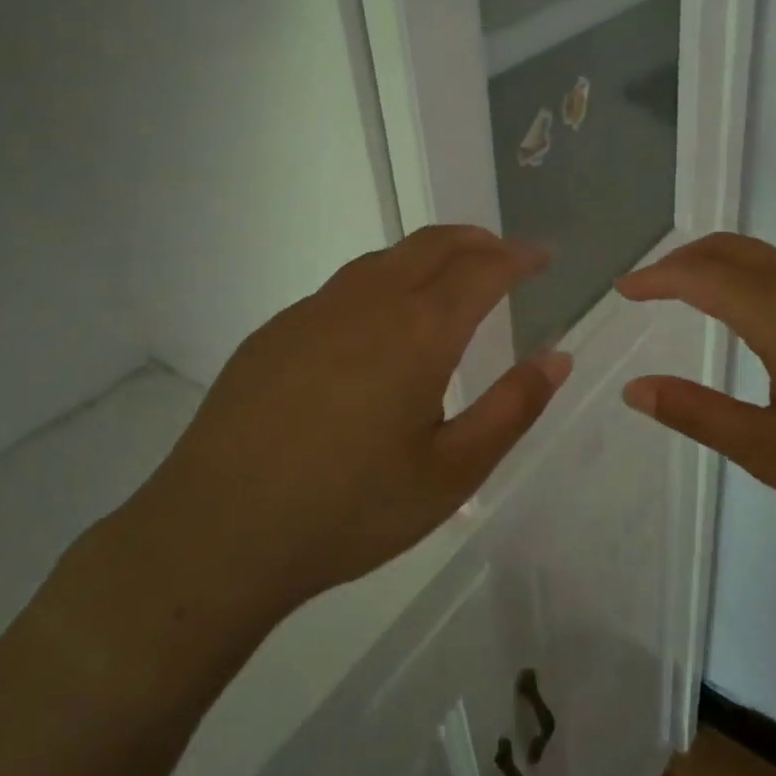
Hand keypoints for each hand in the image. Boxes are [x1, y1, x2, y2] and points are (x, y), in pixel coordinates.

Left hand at [121, 226, 569, 654]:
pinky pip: (344, 288)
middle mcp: (368, 303)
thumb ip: (512, 408)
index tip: (544, 256)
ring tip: (450, 281)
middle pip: (433, 244)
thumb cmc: (351, 509)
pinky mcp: (275, 332)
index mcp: (419, 331)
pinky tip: (378, 327)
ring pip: (385, 259)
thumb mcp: (452, 473)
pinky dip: (383, 283)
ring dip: (429, 256)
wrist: (217, 534)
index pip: (483, 269)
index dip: (520, 257)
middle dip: (477, 241)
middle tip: (504, 256)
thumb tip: (557, 357)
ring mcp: (313, 312)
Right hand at [616, 233, 775, 538]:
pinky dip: (755, 275)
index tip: (623, 290)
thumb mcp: (772, 450)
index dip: (655, 278)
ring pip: (767, 256)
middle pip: (732, 250)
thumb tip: (636, 390)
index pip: (698, 275)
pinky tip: (761, 315)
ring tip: (695, 294)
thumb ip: (698, 415)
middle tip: (651, 287)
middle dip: (684, 260)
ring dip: (721, 265)